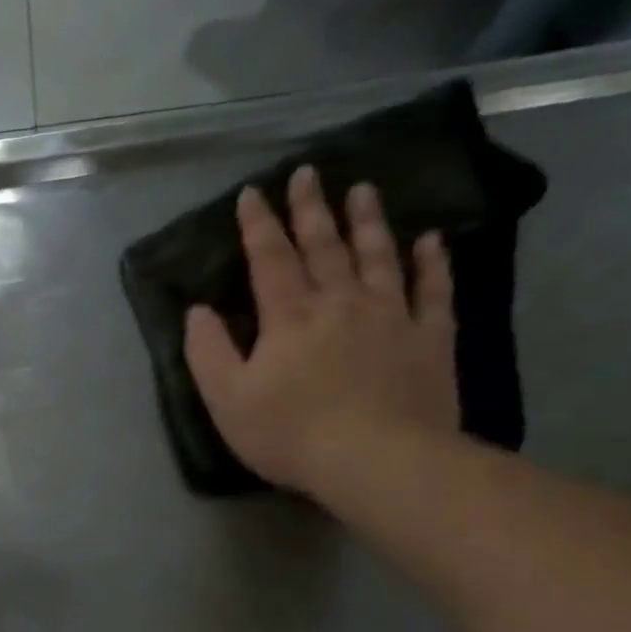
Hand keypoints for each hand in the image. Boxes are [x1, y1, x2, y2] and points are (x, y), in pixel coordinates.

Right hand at [183, 164, 459, 496]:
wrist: (375, 458)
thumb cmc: (288, 432)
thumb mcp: (226, 399)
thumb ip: (208, 352)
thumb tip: (197, 311)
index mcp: (289, 318)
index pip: (270, 261)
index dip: (259, 226)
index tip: (252, 193)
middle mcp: (341, 303)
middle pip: (324, 247)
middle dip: (311, 209)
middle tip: (309, 172)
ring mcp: (391, 316)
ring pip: (378, 256)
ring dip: (368, 222)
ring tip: (364, 189)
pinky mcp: (430, 337)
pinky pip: (432, 290)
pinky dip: (431, 263)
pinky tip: (429, 241)